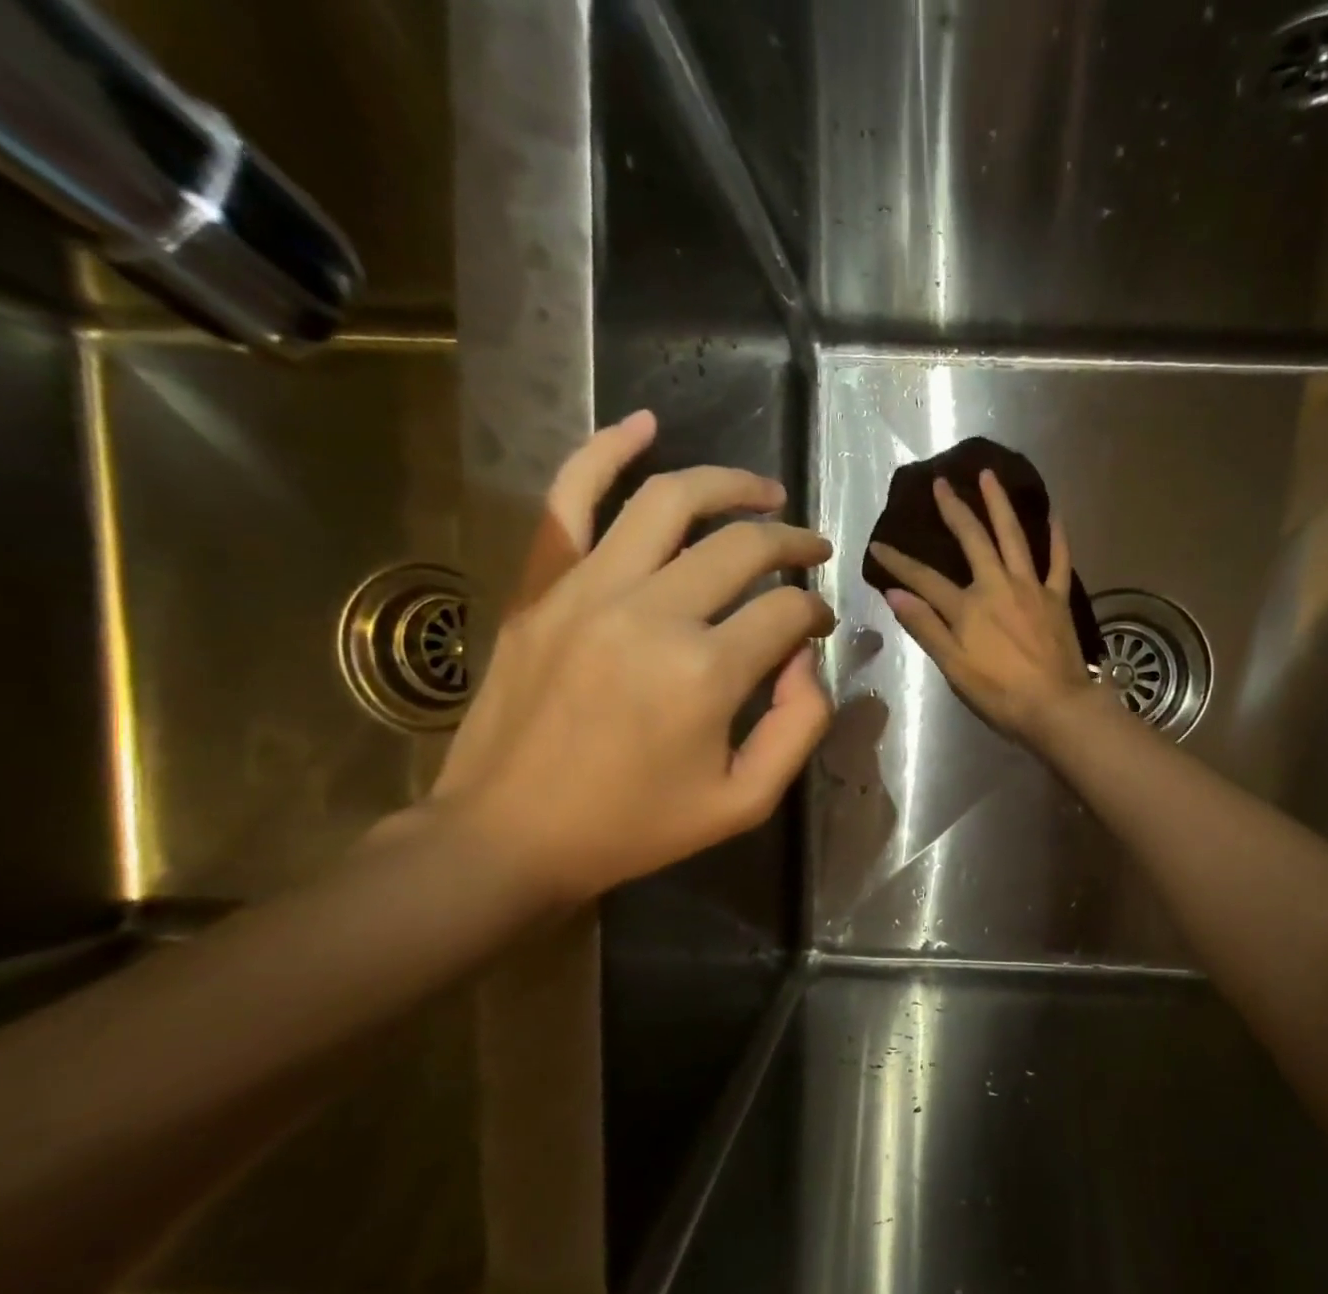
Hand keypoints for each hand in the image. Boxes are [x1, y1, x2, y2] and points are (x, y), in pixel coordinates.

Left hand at [432, 411, 836, 903]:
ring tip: (765, 491)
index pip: (787, 612)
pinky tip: (644, 424)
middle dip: (793, 544)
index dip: (816, 614)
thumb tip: (807, 658)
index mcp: (706, 673)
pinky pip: (571, 497)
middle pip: (743, 547)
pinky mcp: (541, 586)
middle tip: (812, 552)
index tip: (818, 627)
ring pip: (670, 501)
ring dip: (730, 485)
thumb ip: (800, 726)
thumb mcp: (745, 802)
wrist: (509, 835)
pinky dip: (606, 450)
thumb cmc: (635, 826)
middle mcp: (652, 613)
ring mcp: (588, 589)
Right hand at [868, 471, 1103, 745]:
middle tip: (942, 483)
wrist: (1055, 706)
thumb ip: (925, 627)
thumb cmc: (999, 693)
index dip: (898, 562)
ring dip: (999, 504)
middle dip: (954, 510)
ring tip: (989, 476)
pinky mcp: (1058, 597)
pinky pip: (1058, 560)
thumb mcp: (953, 667)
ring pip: (1014, 537)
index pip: (924, 578)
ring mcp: (1031, 587)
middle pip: (973, 540)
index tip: (878, 544)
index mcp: (967, 607)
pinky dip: (1057, 535)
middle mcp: (998, 586)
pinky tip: (1054, 513)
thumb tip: (895, 594)